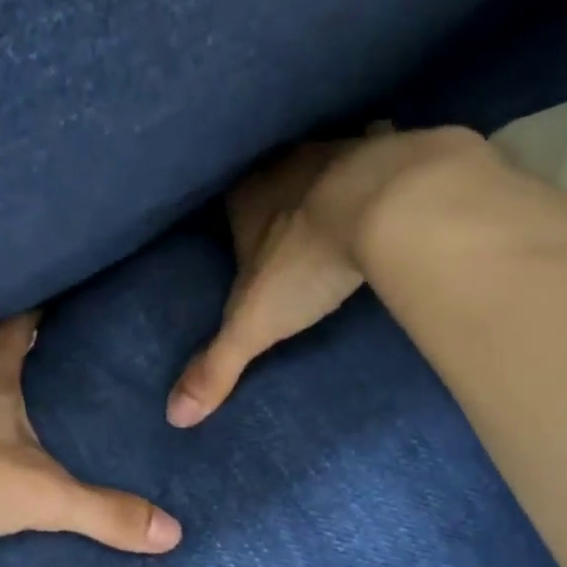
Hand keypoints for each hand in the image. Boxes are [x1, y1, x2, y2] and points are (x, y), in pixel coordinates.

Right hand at [167, 125, 482, 427]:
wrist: (389, 205)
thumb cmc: (307, 261)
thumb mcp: (254, 324)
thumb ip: (216, 366)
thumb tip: (175, 416)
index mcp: (246, 195)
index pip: (227, 204)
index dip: (234, 223)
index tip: (242, 243)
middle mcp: (286, 164)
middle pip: (272, 181)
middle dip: (277, 202)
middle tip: (287, 230)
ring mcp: (339, 151)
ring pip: (322, 162)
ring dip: (325, 181)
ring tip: (333, 208)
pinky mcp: (391, 150)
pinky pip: (379, 155)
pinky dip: (381, 166)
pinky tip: (392, 183)